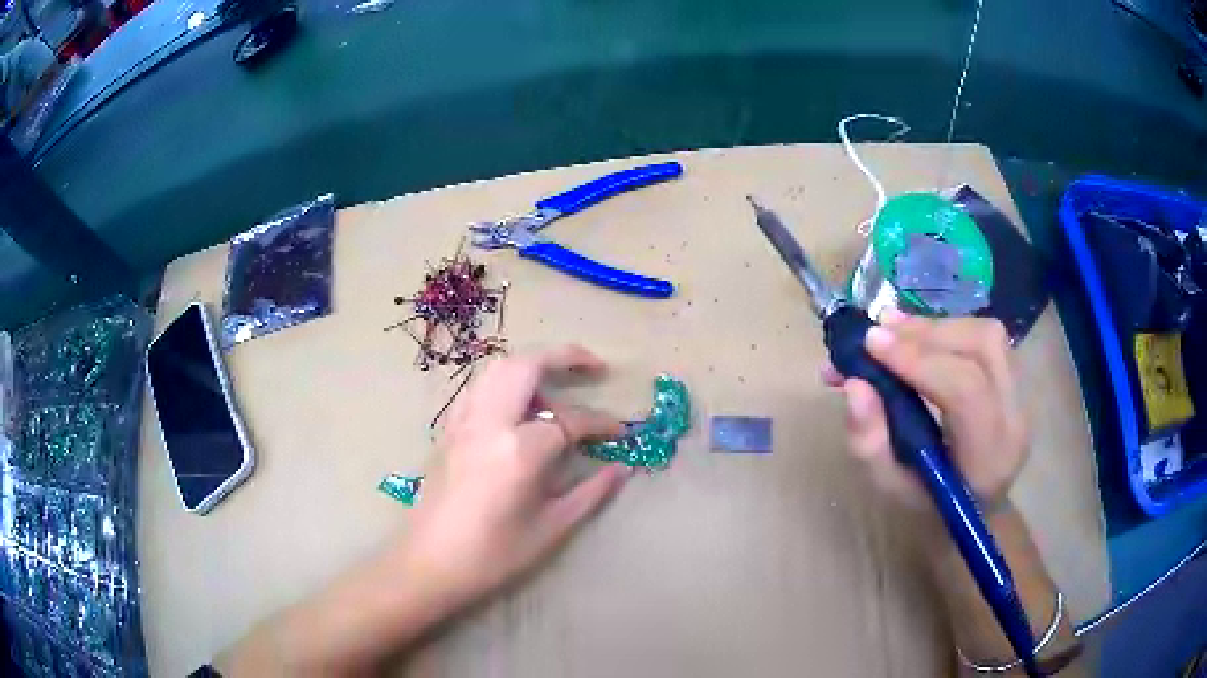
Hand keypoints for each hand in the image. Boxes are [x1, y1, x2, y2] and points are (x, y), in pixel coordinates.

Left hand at [400, 345, 631, 615]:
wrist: (428, 564)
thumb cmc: (493, 555)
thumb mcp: (550, 529)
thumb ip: (591, 493)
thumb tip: (623, 469)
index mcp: (518, 451)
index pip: (570, 421)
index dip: (601, 424)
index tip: (620, 433)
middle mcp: (488, 423)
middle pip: (527, 365)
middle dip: (565, 356)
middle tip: (594, 367)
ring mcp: (462, 422)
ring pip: (497, 369)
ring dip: (531, 366)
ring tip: (554, 390)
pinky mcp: (447, 430)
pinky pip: (477, 388)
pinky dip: (503, 383)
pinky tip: (515, 409)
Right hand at [822, 310, 1028, 510]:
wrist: (973, 509)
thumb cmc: (928, 503)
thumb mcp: (889, 486)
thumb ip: (869, 441)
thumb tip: (854, 383)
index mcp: (987, 458)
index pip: (965, 390)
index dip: (918, 360)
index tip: (870, 345)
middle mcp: (1014, 419)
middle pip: (982, 348)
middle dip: (926, 333)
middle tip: (877, 334)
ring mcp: (1021, 394)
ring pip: (986, 335)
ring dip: (936, 326)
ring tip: (893, 329)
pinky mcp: (1015, 377)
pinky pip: (985, 336)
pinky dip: (946, 329)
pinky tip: (916, 334)